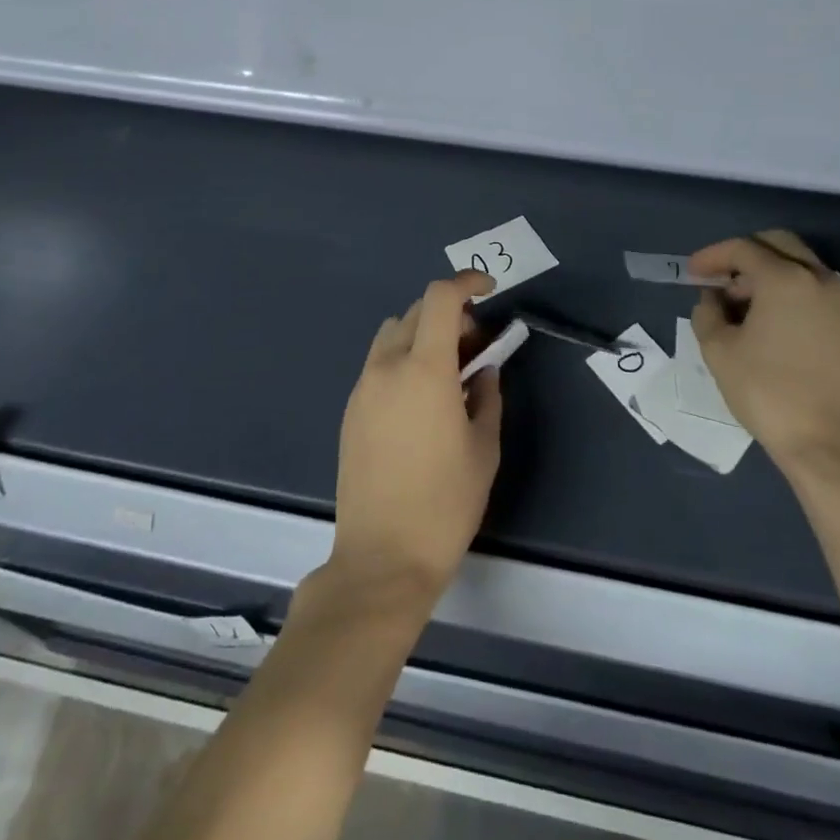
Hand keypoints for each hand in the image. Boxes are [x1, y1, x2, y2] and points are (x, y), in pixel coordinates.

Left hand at [329, 270, 502, 612]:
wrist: (382, 556)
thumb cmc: (445, 504)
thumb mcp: (483, 448)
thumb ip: (487, 396)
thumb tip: (482, 369)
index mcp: (424, 369)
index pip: (440, 298)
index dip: (466, 283)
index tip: (489, 290)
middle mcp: (387, 367)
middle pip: (416, 312)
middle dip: (450, 315)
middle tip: (476, 345)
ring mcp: (362, 387)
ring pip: (393, 334)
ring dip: (422, 334)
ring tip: (447, 372)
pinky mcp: (350, 409)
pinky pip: (378, 363)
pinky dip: (403, 359)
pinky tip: (420, 399)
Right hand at [689, 231, 839, 477]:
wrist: (831, 445)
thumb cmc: (768, 391)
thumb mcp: (719, 350)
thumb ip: (707, 313)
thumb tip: (713, 299)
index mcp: (785, 279)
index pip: (743, 249)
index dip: (712, 256)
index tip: (692, 273)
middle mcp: (818, 279)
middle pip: (777, 244)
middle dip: (743, 255)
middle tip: (719, 280)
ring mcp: (839, 303)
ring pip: (799, 265)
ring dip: (766, 272)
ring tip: (738, 304)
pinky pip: (812, 288)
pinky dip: (786, 289)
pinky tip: (765, 320)